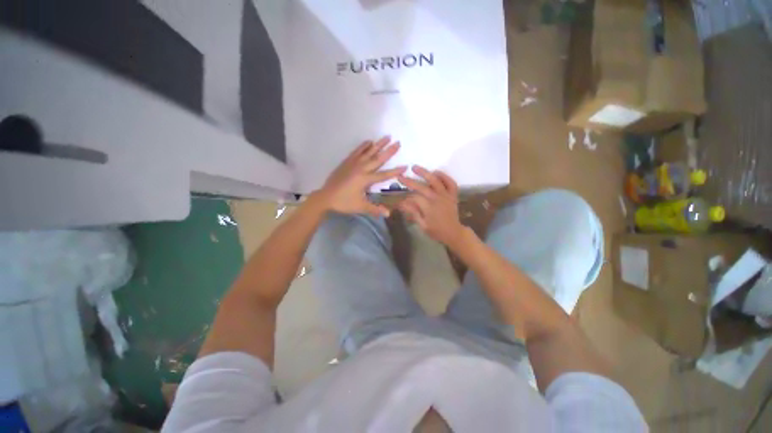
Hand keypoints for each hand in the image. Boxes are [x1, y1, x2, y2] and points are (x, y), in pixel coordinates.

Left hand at [318, 136, 405, 216]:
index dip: (395, 171)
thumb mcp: (360, 207)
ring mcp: (353, 164)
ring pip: (368, 152)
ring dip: (378, 144)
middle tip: (398, 142)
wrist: (325, 197)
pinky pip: (357, 151)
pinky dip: (363, 146)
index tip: (405, 166)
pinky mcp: (346, 162)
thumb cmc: (344, 202)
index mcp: (365, 179)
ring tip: (387, 137)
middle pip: (378, 159)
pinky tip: (369, 141)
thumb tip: (389, 214)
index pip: (384, 175)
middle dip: (389, 151)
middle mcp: (361, 169)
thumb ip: (375, 209)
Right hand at [397, 166, 465, 245]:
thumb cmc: (436, 231)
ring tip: (415, 167)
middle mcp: (437, 199)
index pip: (415, 198)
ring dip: (425, 173)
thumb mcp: (422, 225)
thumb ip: (413, 213)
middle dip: (409, 182)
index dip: (406, 198)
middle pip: (422, 187)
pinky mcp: (453, 195)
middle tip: (400, 177)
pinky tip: (436, 172)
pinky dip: (444, 176)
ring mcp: (446, 195)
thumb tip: (402, 203)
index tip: (400, 199)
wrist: (453, 233)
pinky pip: (450, 183)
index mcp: (429, 208)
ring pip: (435, 181)